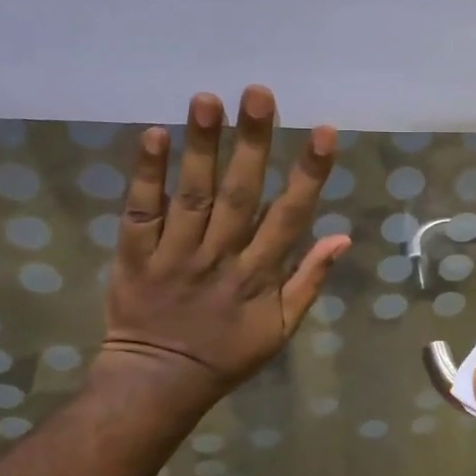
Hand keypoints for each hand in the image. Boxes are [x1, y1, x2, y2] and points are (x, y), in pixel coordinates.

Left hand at [98, 86, 349, 406]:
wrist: (159, 381)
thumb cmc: (228, 353)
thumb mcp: (282, 328)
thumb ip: (309, 280)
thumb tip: (341, 237)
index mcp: (259, 275)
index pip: (290, 216)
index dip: (309, 174)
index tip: (324, 132)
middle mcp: (219, 257)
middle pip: (238, 194)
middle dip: (252, 143)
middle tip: (258, 93)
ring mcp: (174, 254)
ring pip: (191, 195)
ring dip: (200, 146)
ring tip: (207, 99)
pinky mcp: (134, 255)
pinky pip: (140, 211)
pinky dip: (145, 175)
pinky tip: (152, 135)